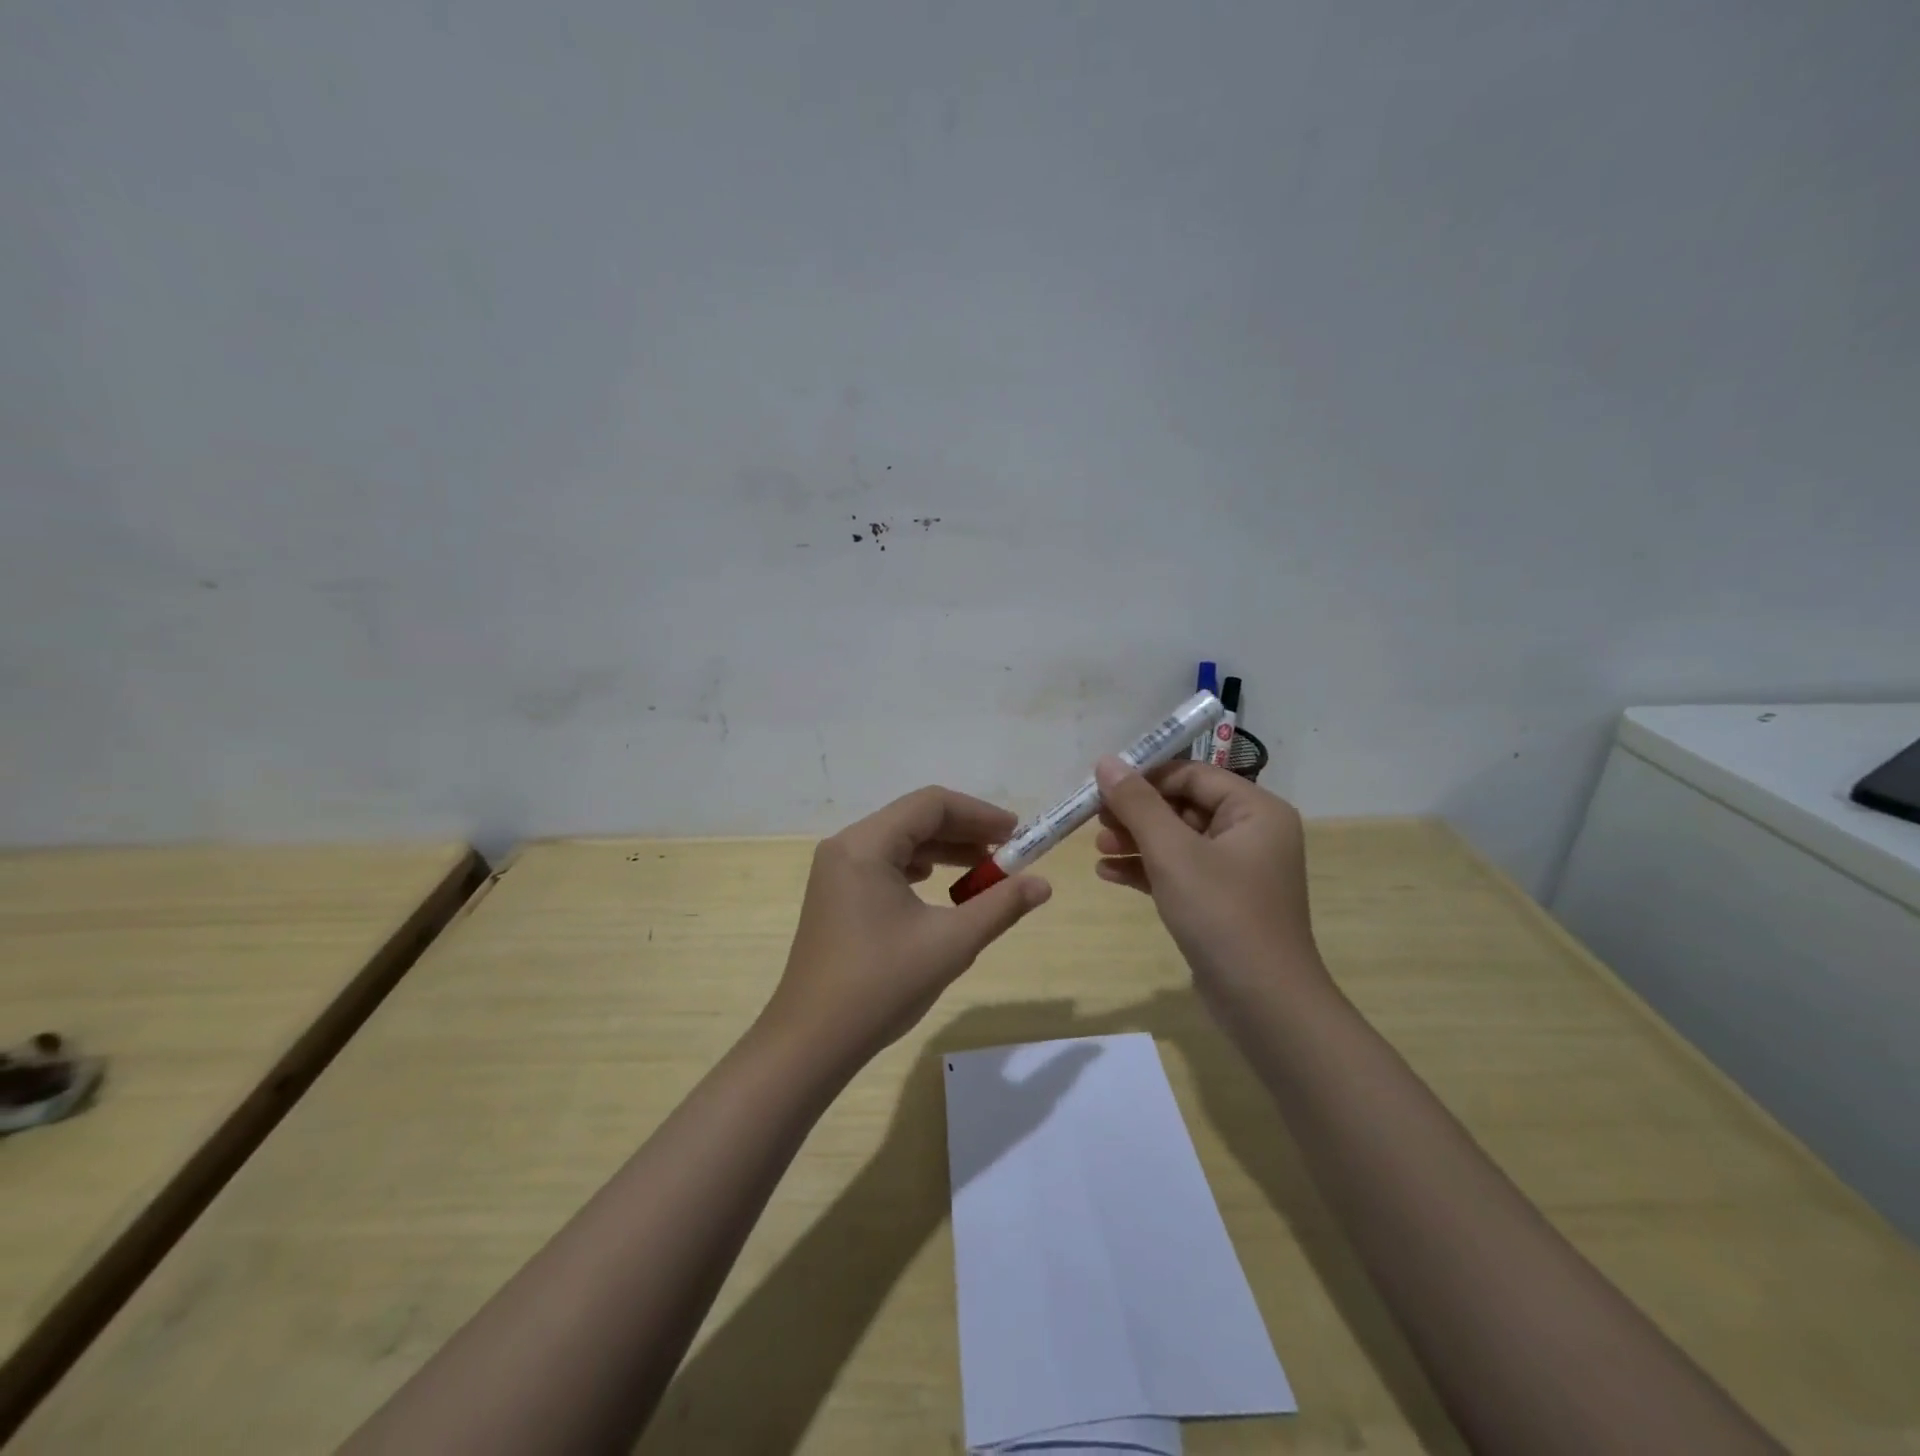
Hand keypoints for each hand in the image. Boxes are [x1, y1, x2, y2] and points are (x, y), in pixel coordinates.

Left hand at [762, 787, 1051, 1070]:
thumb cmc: (881, 985)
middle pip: (914, 818)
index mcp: (866, 845)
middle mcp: (846, 846)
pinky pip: (883, 863)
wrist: (812, 1041)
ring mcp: (835, 871)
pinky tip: (939, 887)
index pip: (931, 805)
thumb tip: (1043, 884)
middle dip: (964, 832)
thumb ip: (1000, 906)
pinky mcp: (835, 895)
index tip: (1016, 835)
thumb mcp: (951, 943)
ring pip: (899, 841)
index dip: (979, 814)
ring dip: (943, 850)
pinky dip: (918, 867)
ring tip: (982, 872)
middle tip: (1007, 854)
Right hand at [1091, 757, 1330, 1014]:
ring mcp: (1237, 870)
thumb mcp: (1173, 852)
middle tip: (1095, 820)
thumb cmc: (1222, 913)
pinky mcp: (1220, 901)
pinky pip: (1179, 871)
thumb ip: (1137, 803)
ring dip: (1136, 841)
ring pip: (1178, 840)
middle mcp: (1252, 833)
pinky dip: (1147, 869)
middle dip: (1137, 812)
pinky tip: (1108, 873)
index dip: (1146, 777)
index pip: (1192, 775)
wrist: (1263, 1003)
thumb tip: (1106, 761)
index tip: (1101, 787)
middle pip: (1183, 805)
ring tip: (1097, 848)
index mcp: (1255, 810)